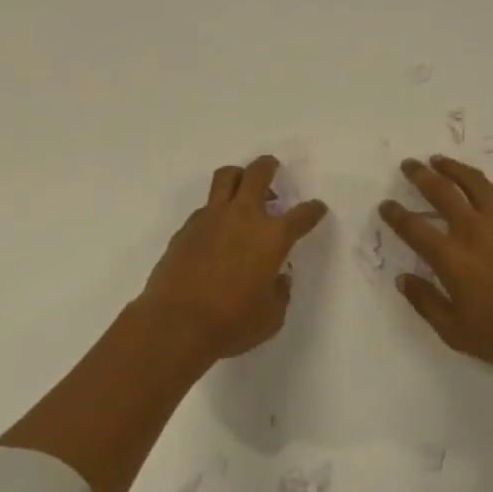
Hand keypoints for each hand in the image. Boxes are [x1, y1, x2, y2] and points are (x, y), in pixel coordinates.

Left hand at [136, 156, 328, 362]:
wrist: (175, 325)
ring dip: (239, 176)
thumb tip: (278, 278)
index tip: (316, 209)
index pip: (302, 215)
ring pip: (226, 177)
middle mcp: (244, 217)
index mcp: (272, 237)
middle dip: (269, 166)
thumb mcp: (270, 317)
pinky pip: (205, 208)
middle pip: (258, 173)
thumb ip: (280, 293)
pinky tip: (216, 230)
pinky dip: (215, 211)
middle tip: (272, 168)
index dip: (313, 210)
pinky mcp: (186, 229)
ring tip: (243, 189)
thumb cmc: (232, 323)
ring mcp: (211, 219)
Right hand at [379, 155, 492, 372]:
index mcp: (450, 257)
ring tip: (439, 160)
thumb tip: (403, 279)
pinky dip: (484, 185)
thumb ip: (426, 302)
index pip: (414, 228)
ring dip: (452, 168)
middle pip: (440, 191)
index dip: (396, 214)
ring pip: (472, 182)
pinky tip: (480, 185)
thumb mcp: (455, 331)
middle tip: (408, 164)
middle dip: (420, 175)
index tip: (386, 205)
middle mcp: (472, 230)